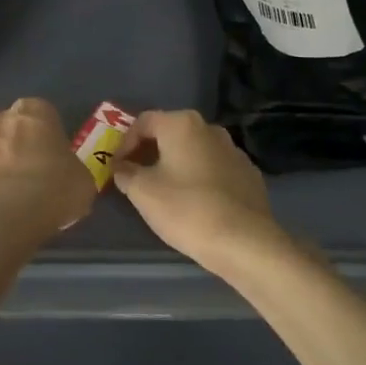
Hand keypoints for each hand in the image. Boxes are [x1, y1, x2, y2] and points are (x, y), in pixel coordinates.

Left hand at [0, 98, 93, 230]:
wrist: (19, 210)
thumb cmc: (59, 187)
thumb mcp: (81, 178)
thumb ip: (70, 170)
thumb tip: (69, 179)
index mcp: (34, 115)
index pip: (34, 107)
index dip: (35, 124)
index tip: (41, 142)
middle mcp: (0, 121)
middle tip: (10, 154)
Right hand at [112, 110, 294, 275]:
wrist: (244, 242)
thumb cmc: (186, 209)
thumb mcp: (142, 192)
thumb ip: (126, 173)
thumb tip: (122, 167)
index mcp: (182, 125)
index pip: (143, 122)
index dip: (124, 143)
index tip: (116, 167)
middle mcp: (210, 129)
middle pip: (170, 133)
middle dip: (149, 152)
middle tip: (135, 176)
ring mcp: (234, 151)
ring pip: (194, 151)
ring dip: (175, 164)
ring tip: (164, 191)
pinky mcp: (249, 175)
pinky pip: (214, 169)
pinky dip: (199, 178)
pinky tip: (194, 203)